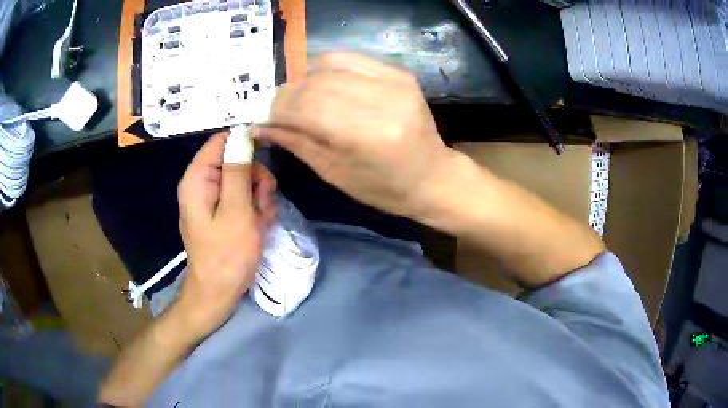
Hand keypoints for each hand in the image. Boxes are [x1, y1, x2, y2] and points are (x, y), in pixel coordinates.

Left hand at [176, 132, 276, 336]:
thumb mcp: (237, 211)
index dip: (245, 143)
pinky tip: (258, 228)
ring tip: (260, 222)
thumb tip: (242, 136)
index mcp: (198, 178)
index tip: (267, 157)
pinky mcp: (222, 212)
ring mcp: (212, 199)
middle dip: (255, 179)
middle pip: (236, 161)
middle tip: (262, 203)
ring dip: (259, 198)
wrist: (219, 293)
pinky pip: (243, 198)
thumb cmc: (226, 255)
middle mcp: (202, 184)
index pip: (221, 141)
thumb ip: (238, 171)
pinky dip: (255, 210)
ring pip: (244, 180)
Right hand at [255, 52, 455, 217]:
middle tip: (276, 110)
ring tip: (298, 99)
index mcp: (368, 136)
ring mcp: (395, 81)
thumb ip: (296, 142)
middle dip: (286, 94)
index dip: (277, 109)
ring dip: (303, 80)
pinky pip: (349, 58)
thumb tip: (258, 125)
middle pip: (316, 83)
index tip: (262, 117)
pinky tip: (321, 84)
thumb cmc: (384, 188)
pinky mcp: (399, 72)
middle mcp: (383, 99)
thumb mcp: (335, 173)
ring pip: (329, 64)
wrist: (432, 177)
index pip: (307, 107)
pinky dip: (326, 68)